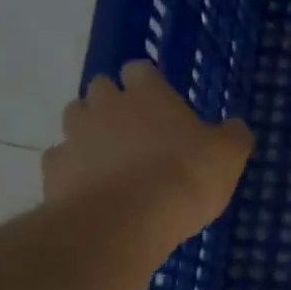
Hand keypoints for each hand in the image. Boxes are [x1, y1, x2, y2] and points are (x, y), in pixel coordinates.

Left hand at [42, 62, 253, 249]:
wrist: (129, 219)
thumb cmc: (187, 176)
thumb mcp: (229, 155)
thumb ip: (232, 136)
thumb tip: (235, 126)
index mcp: (148, 94)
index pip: (140, 70)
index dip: (149, 84)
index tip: (160, 102)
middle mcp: (105, 105)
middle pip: (101, 88)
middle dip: (114, 103)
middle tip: (136, 131)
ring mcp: (75, 136)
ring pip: (74, 118)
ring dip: (90, 131)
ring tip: (111, 158)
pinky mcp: (54, 170)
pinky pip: (61, 160)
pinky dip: (74, 168)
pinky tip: (91, 187)